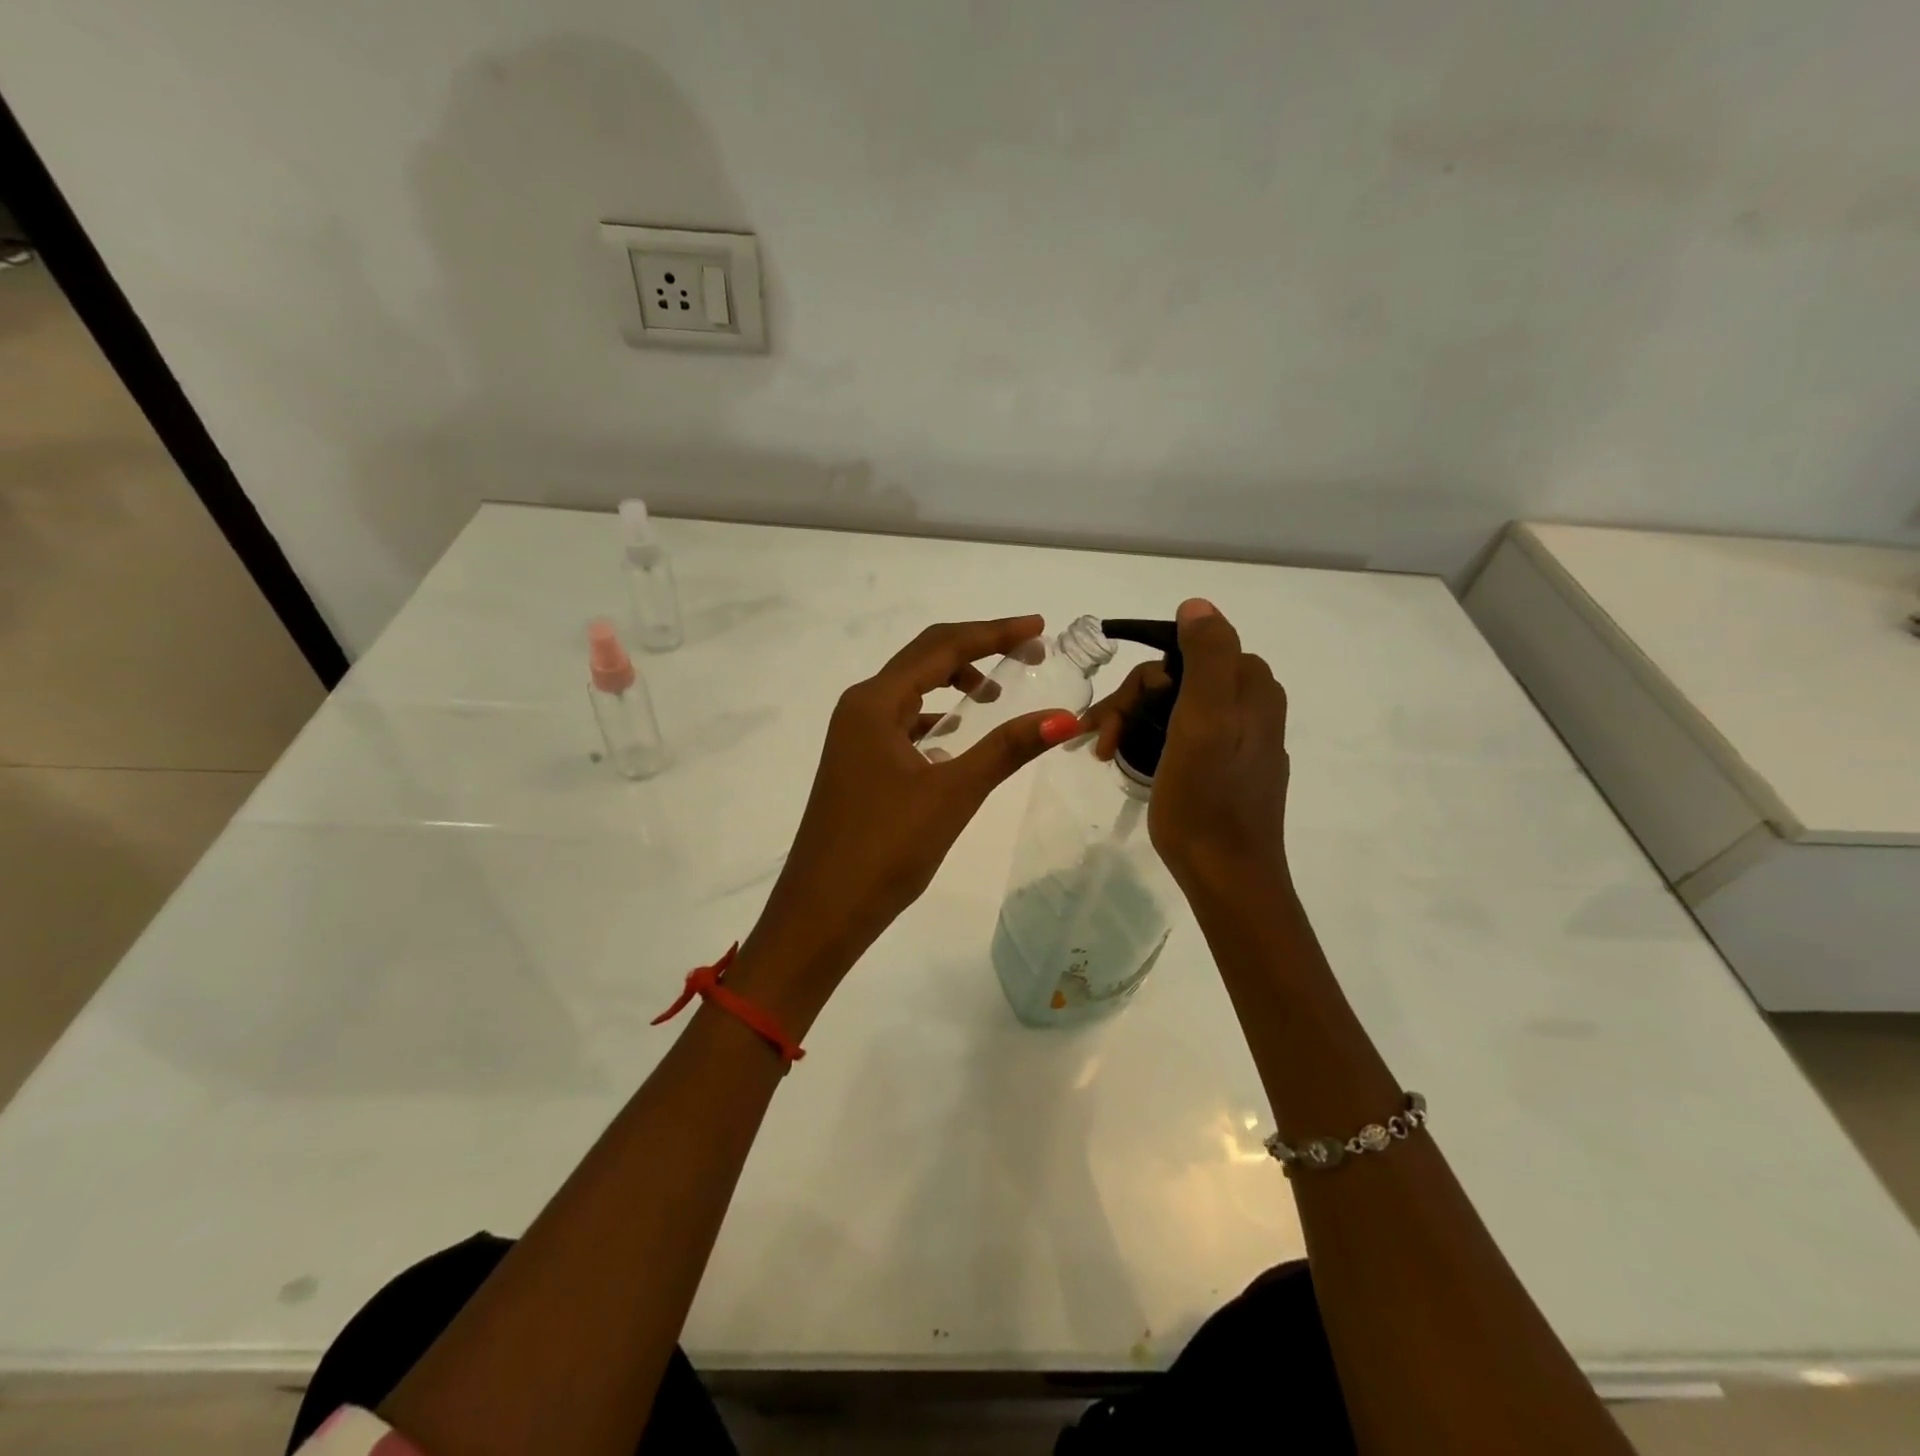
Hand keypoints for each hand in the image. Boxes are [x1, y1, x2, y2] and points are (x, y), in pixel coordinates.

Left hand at [732, 616, 1081, 1024]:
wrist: (821, 912)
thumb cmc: (884, 849)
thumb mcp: (952, 794)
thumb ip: (1007, 749)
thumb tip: (1064, 717)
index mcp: (875, 703)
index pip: (941, 647)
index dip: (993, 633)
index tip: (1038, 628)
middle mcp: (859, 708)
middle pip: (923, 659)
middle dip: (976, 650)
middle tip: (1027, 652)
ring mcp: (853, 738)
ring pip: (910, 693)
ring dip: (952, 684)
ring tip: (995, 696)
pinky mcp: (856, 765)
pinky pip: (901, 725)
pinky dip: (933, 720)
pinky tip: (954, 742)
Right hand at [1082, 598, 1290, 897]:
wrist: (1227, 875)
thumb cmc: (1206, 799)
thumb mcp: (1205, 719)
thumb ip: (1208, 655)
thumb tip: (1196, 605)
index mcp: (1251, 686)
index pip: (1183, 652)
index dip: (1142, 679)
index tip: (1115, 715)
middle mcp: (1251, 704)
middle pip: (1176, 679)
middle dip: (1131, 704)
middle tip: (1100, 741)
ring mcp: (1240, 737)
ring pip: (1174, 706)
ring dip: (1133, 722)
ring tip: (1103, 753)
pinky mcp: (1227, 766)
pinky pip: (1182, 734)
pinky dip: (1150, 740)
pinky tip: (1128, 761)